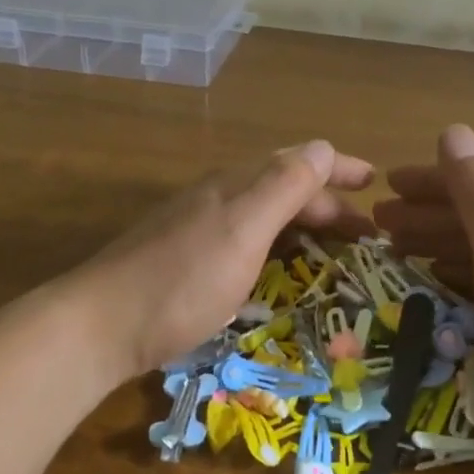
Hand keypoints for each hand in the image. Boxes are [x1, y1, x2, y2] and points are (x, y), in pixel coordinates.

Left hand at [64, 139, 373, 385]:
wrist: (99, 325)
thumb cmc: (181, 280)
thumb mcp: (242, 230)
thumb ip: (284, 187)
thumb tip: (323, 148)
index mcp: (237, 185)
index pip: (299, 162)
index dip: (338, 168)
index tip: (375, 182)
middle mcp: (220, 198)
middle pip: (285, 188)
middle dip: (329, 204)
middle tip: (366, 235)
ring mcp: (201, 228)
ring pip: (267, 215)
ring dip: (306, 226)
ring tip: (335, 251)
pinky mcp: (189, 260)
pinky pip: (249, 241)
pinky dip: (279, 247)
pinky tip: (281, 271)